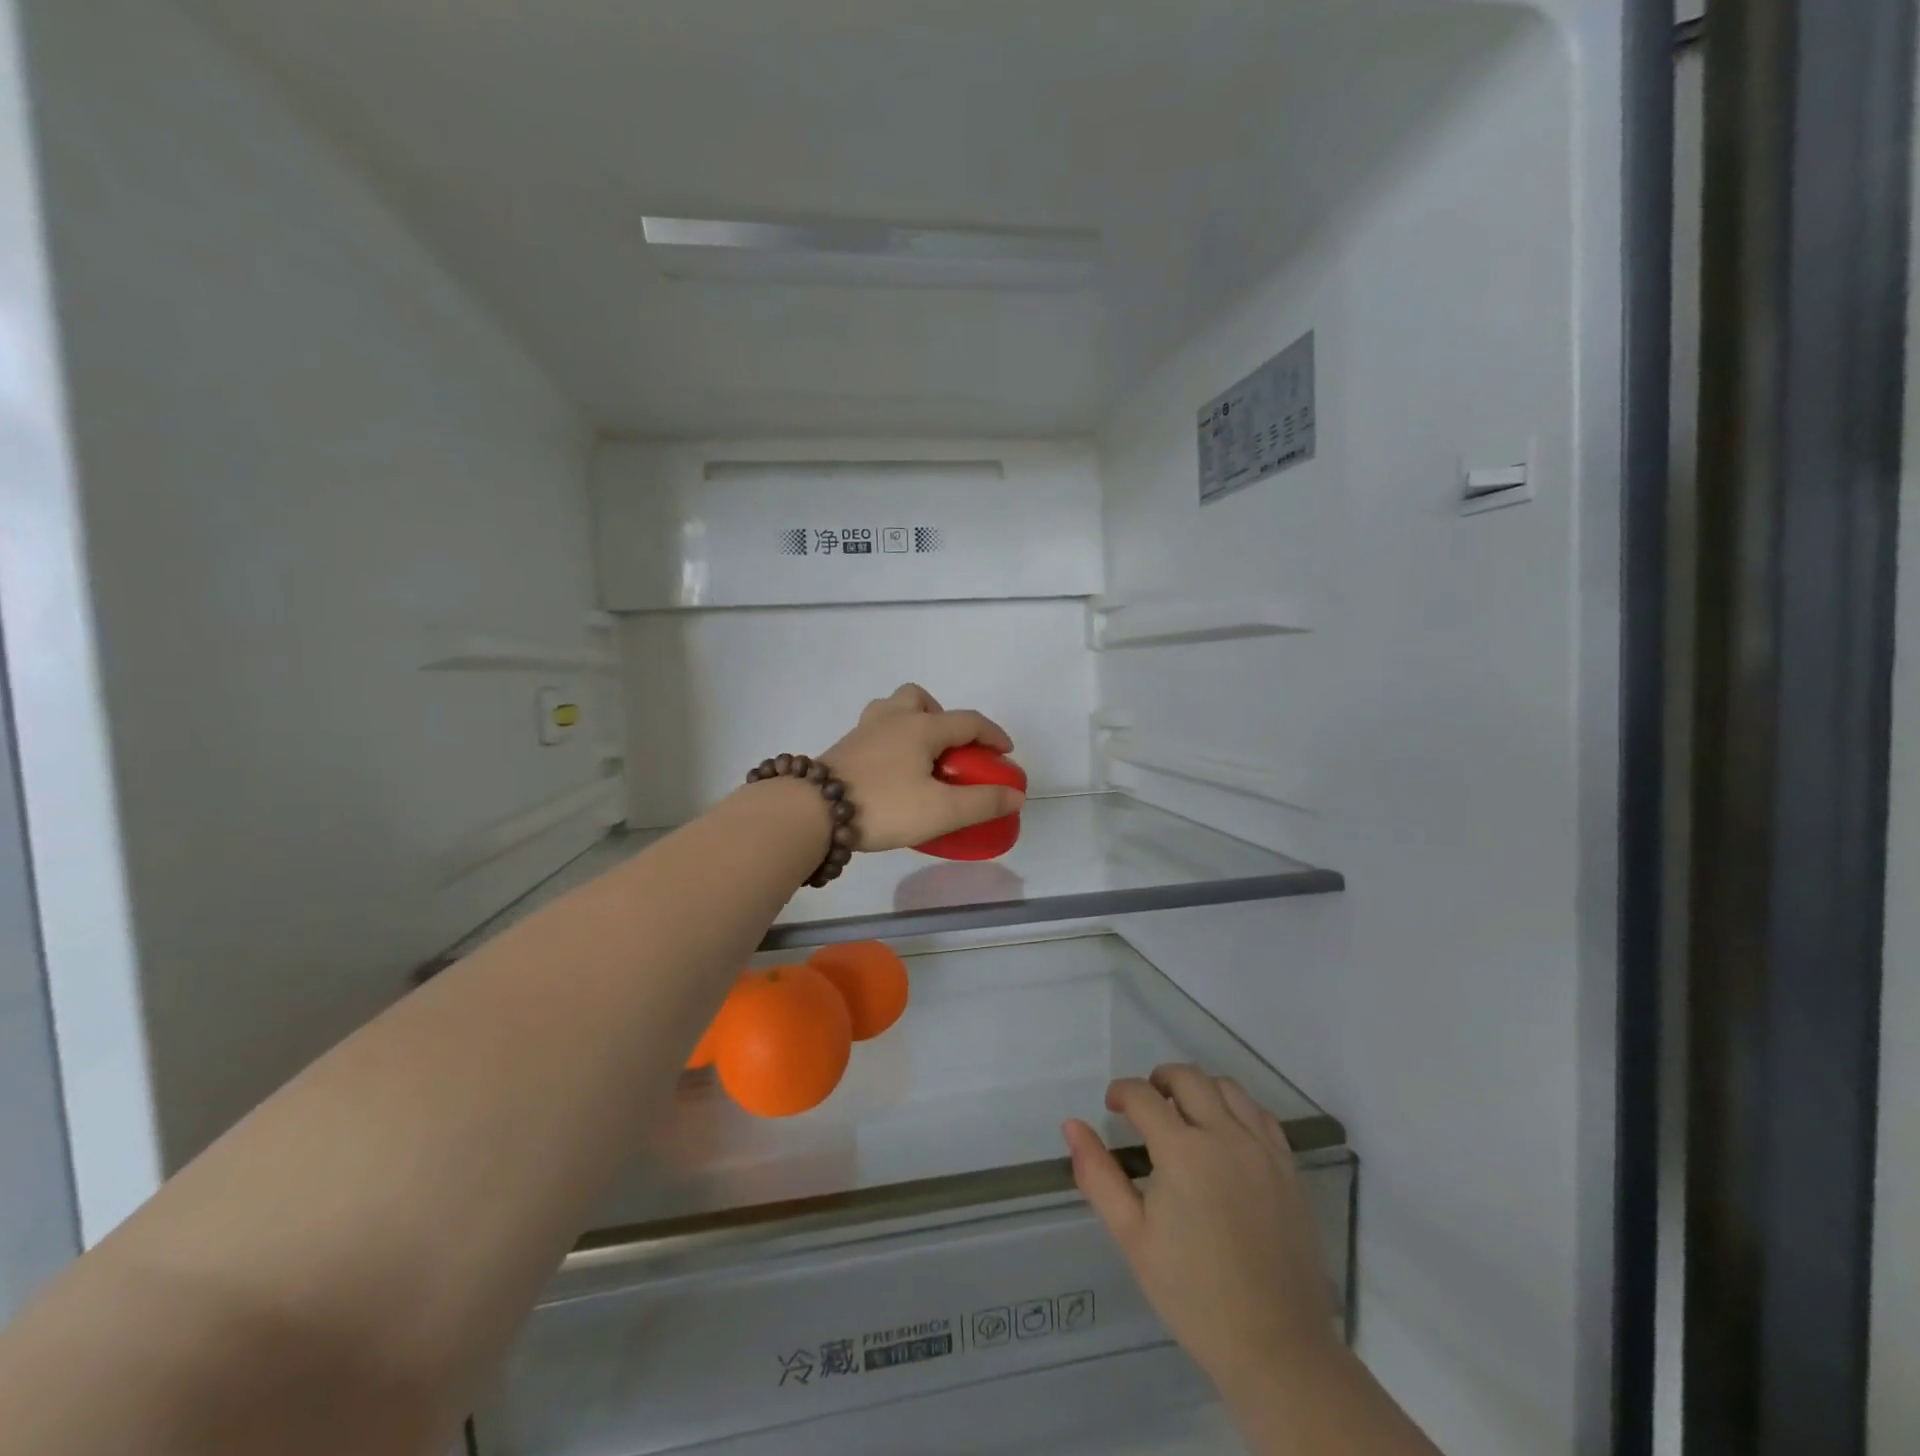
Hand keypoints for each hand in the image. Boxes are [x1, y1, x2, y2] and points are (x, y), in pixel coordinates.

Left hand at [820, 684, 1024, 852]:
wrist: (811, 812)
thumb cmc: (883, 806)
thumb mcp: (941, 810)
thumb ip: (982, 802)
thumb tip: (1015, 795)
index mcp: (921, 727)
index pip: (967, 721)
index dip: (992, 734)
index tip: (1006, 752)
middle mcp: (892, 719)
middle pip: (920, 698)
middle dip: (942, 717)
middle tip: (949, 749)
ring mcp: (862, 732)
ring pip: (891, 709)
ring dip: (910, 722)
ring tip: (918, 757)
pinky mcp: (842, 749)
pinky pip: (873, 732)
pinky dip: (888, 742)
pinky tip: (889, 773)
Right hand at [1064, 1065, 1338, 1395]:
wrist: (1275, 1347)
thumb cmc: (1193, 1295)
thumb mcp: (1132, 1237)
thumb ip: (1098, 1175)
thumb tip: (1072, 1125)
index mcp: (1182, 1151)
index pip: (1143, 1095)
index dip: (1121, 1093)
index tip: (1113, 1109)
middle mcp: (1224, 1135)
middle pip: (1187, 1077)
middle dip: (1158, 1080)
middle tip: (1145, 1107)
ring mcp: (1261, 1148)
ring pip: (1227, 1086)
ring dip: (1198, 1088)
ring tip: (1184, 1115)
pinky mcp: (1287, 1166)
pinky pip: (1260, 1113)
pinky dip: (1236, 1108)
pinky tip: (1225, 1134)